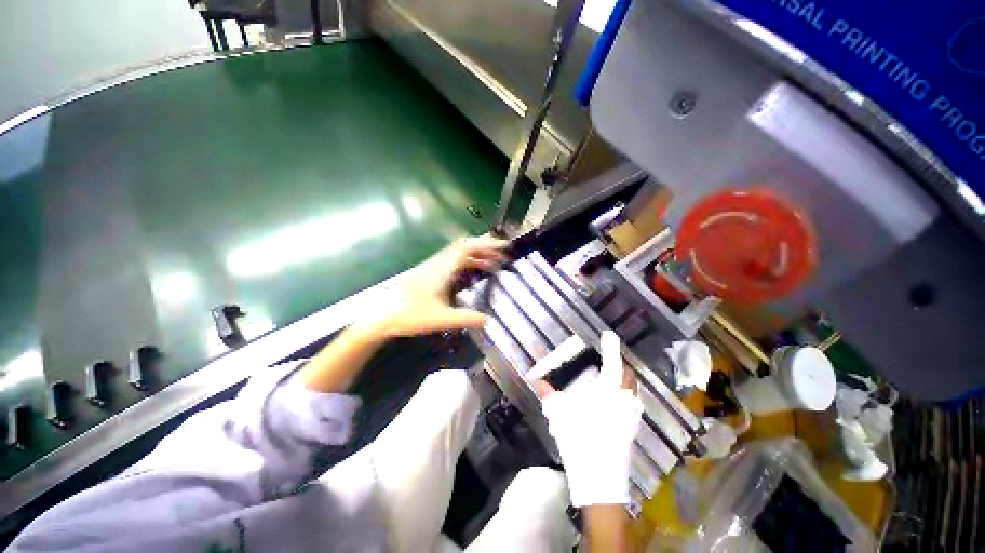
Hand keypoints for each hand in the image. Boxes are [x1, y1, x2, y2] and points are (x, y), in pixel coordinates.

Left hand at [303, 236, 506, 392]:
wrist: (382, 317)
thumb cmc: (409, 316)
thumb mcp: (441, 319)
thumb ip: (466, 319)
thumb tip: (488, 320)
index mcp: (442, 269)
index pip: (467, 248)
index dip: (487, 244)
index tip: (504, 246)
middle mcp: (438, 263)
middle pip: (464, 246)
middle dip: (485, 247)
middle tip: (502, 254)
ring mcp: (433, 267)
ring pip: (458, 253)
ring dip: (476, 255)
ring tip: (492, 264)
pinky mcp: (429, 273)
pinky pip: (453, 261)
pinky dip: (467, 262)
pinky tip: (472, 273)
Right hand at [536, 331, 642, 507]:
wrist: (600, 481)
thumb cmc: (581, 441)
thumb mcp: (561, 415)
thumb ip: (549, 395)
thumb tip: (539, 382)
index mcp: (609, 392)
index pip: (612, 362)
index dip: (610, 346)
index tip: (607, 335)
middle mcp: (625, 400)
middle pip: (627, 374)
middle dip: (618, 362)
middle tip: (605, 358)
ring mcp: (631, 416)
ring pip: (631, 389)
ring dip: (622, 378)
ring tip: (608, 376)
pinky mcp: (632, 429)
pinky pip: (631, 402)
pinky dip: (624, 393)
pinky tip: (611, 401)